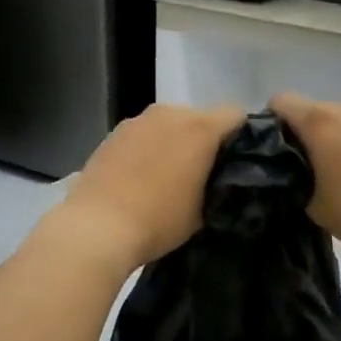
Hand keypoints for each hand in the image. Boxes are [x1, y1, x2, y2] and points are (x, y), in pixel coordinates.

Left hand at [59, 103, 246, 268]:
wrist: (98, 227)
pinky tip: (142, 176)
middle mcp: (170, 113)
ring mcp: (138, 120)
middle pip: (200, 117)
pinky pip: (145, 134)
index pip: (235, 116)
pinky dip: (150, 148)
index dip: (242, 136)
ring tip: (170, 176)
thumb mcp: (203, 210)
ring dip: (175, 142)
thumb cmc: (159, 220)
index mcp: (200, 128)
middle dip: (206, 139)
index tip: (238, 162)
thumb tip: (219, 178)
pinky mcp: (114, 133)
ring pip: (170, 124)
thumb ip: (218, 184)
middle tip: (204, 173)